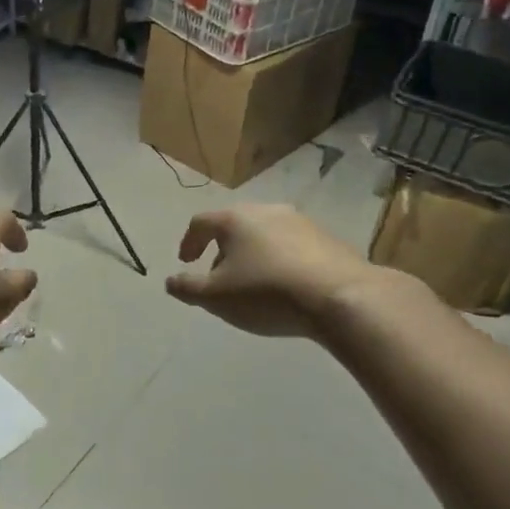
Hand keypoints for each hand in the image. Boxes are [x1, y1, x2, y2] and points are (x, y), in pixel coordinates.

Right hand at [166, 205, 372, 337]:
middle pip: (235, 224)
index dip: (188, 242)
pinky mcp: (327, 238)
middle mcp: (267, 210)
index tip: (186, 263)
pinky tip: (284, 285)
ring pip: (265, 233)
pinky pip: (292, 245)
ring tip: (252, 282)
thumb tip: (170, 281)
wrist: (339, 297)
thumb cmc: (266, 293)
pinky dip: (279, 260)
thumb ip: (188, 287)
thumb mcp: (216, 297)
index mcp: (235, 219)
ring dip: (252, 254)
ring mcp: (301, 221)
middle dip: (222, 248)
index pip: (201, 222)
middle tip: (218, 274)